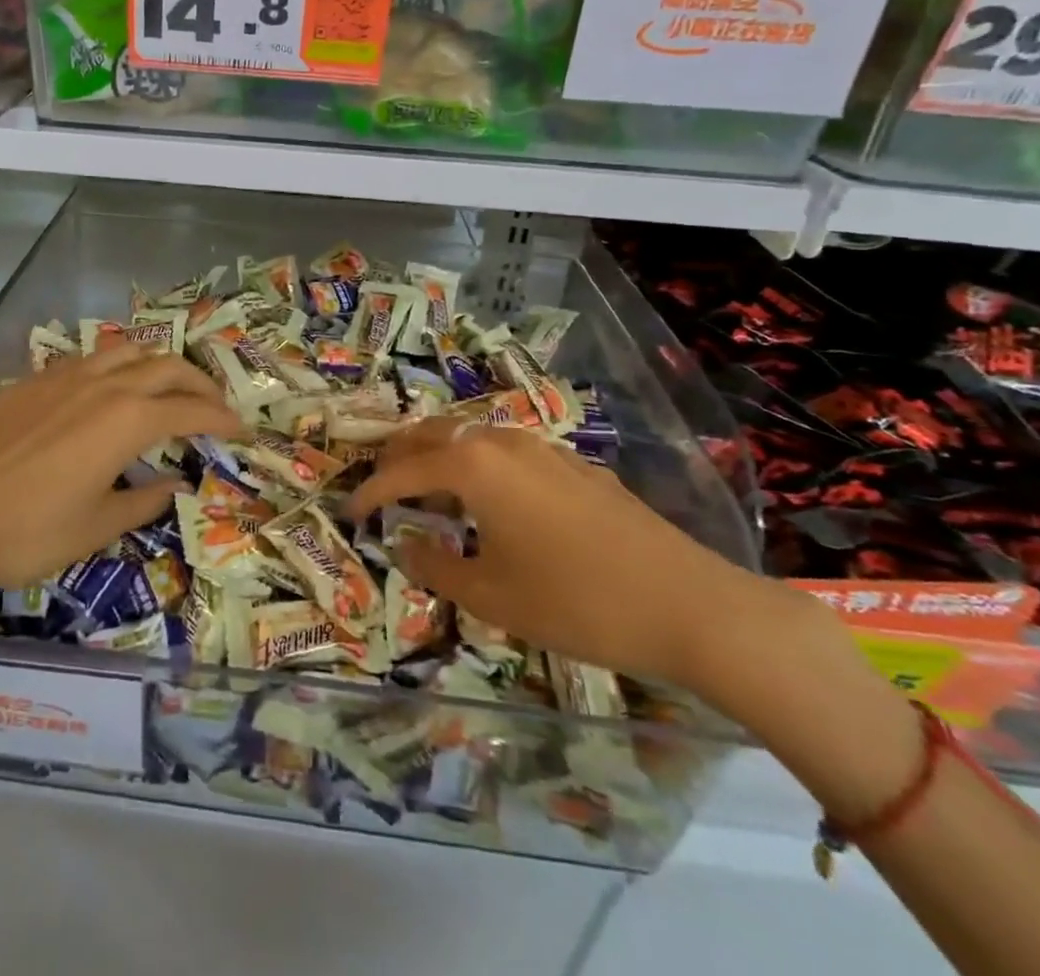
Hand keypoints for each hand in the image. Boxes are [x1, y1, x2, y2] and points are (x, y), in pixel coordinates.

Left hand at [0, 345, 240, 601]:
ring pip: (127, 349)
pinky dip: (116, 366)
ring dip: (157, 363)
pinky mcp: (34, 380)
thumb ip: (144, 500)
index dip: (220, 418)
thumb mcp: (97, 526)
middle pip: (166, 366)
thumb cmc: (29, 531)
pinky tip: (108, 390)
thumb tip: (174, 484)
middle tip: (212, 406)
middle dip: (198, 383)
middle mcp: (104, 384)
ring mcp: (66, 375)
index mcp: (129, 419)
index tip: (239, 428)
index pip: (191, 409)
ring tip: (166, 387)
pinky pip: (89, 358)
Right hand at [346, 420, 790, 690]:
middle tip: (380, 486)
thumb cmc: (577, 602)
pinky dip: (478, 463)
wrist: (690, 605)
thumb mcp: (493, 596)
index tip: (350, 512)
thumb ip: (437, 567)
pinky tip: (490, 498)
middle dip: (399, 456)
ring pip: (471, 436)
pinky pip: (506, 450)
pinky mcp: (575, 464)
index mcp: (472, 466)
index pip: (402, 470)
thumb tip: (405, 545)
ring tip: (428, 489)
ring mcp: (543, 448)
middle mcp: (502, 442)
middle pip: (432, 433)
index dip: (370, 491)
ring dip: (439, 454)